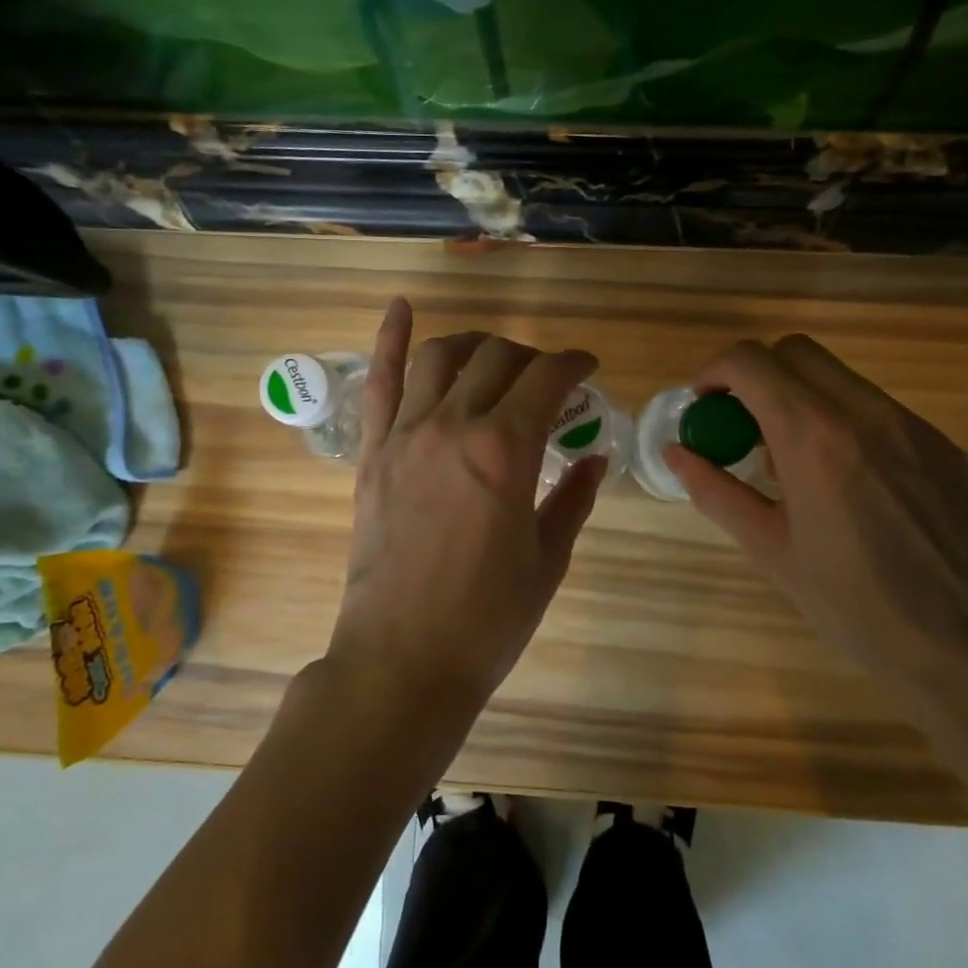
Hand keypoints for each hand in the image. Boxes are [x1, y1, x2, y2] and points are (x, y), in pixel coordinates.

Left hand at [325, 300, 607, 719]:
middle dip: (530, 357)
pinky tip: (401, 307)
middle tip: (545, 379)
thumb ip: (572, 498)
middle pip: (497, 358)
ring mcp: (406, 435)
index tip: (587, 369)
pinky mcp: (373, 453)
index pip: (547, 378)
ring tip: (491, 353)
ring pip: (441, 357)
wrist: (404, 659)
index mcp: (506, 449)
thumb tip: (595, 457)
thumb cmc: (487, 618)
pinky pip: (379, 383)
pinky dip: (389, 340)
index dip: (574, 363)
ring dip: (474, 343)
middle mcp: (454, 425)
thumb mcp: (547, 559)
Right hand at [664, 335, 967, 708]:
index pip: (751, 363)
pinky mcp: (939, 445)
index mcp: (814, 438)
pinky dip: (839, 418)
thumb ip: (716, 491)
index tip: (703, 406)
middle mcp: (864, 413)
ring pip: (838, 376)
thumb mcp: (771, 550)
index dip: (714, 372)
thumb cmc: (856, 606)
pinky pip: (874, 407)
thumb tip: (675, 453)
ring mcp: (910, 425)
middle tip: (741, 426)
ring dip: (798, 395)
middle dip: (756, 375)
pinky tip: (843, 481)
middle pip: (794, 351)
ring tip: (791, 461)